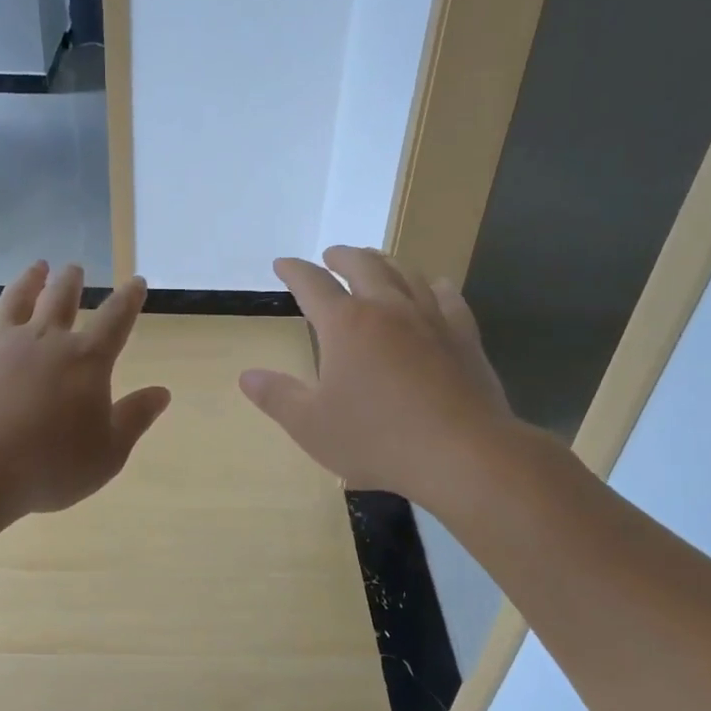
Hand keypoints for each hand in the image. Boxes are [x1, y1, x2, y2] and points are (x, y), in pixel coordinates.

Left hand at [0, 263, 170, 533]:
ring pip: (16, 299)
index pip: (116, 320)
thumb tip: (162, 392)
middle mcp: (45, 339)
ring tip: (37, 266)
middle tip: (74, 268)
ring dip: (28, 280)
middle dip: (71, 281)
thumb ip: (135, 418)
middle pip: (62, 299)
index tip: (137, 282)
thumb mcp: (109, 452)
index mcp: (86, 360)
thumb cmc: (52, 464)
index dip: (129, 299)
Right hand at [240, 247, 517, 500]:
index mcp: (345, 325)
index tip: (282, 264)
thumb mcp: (311, 426)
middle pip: (362, 265)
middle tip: (331, 256)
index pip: (312, 284)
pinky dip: (434, 285)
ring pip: (405, 273)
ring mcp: (430, 318)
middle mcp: (387, 308)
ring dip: (384, 262)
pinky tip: (434, 287)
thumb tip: (247, 376)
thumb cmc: (377, 439)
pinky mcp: (463, 336)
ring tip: (375, 263)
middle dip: (342, 256)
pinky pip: (448, 296)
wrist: (461, 454)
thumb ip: (277, 397)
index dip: (294, 271)